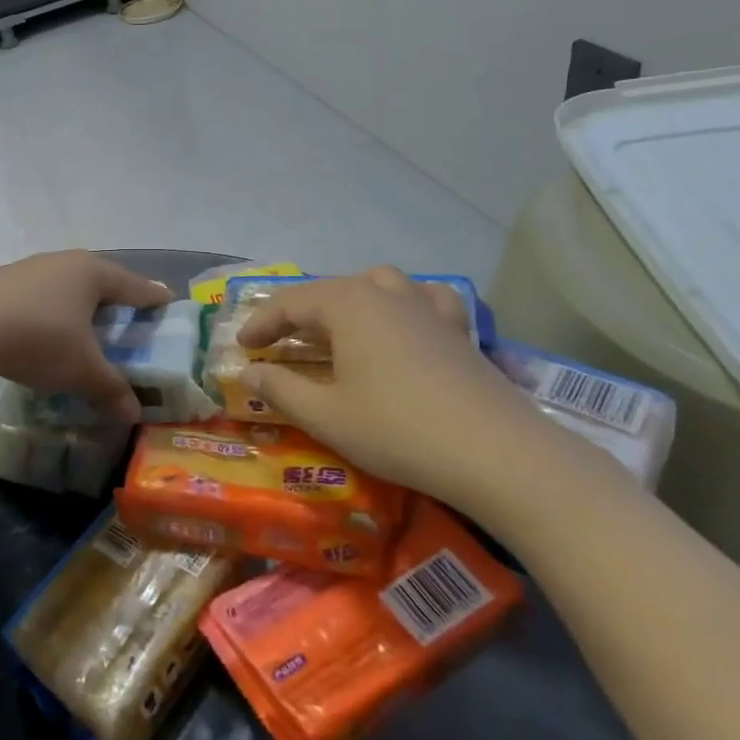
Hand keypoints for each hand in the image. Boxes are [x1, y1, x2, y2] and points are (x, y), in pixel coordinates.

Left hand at [0, 251, 173, 420]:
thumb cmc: (39, 340)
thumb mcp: (82, 370)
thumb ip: (111, 389)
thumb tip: (133, 415)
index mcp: (92, 273)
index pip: (133, 285)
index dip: (152, 296)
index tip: (167, 300)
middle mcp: (63, 261)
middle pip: (99, 278)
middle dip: (115, 297)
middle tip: (129, 314)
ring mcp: (30, 267)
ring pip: (66, 283)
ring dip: (79, 303)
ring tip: (87, 323)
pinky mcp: (3, 280)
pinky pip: (41, 292)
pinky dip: (52, 308)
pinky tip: (46, 327)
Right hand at [237, 268, 548, 509]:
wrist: (497, 454)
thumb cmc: (397, 430)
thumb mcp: (325, 415)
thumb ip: (280, 389)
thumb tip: (248, 374)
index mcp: (348, 305)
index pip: (290, 303)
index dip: (261, 324)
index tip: (242, 348)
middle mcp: (386, 294)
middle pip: (330, 290)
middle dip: (298, 313)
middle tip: (278, 343)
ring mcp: (428, 308)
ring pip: (378, 285)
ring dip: (348, 301)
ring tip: (336, 328)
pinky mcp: (458, 330)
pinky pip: (423, 299)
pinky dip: (403, 304)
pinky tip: (403, 323)